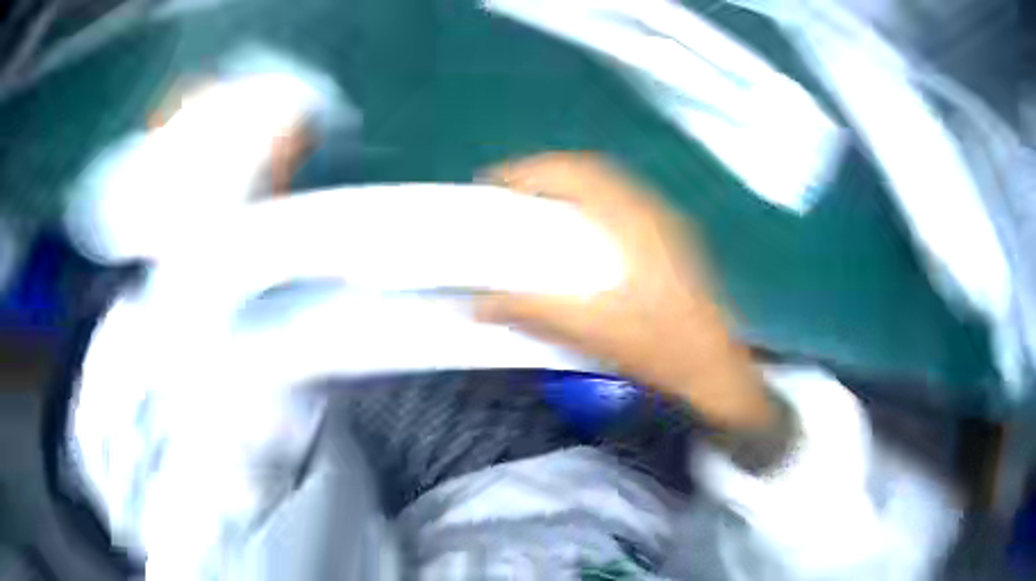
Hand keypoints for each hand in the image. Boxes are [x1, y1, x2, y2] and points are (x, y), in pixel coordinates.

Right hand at [476, 153, 772, 429]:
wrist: (712, 367)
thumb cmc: (658, 347)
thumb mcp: (589, 330)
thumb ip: (532, 312)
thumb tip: (480, 306)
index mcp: (632, 221)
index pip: (574, 172)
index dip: (529, 170)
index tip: (494, 183)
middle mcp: (650, 209)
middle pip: (590, 168)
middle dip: (546, 172)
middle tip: (511, 193)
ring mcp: (665, 221)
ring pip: (608, 182)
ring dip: (569, 185)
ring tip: (537, 205)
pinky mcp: (671, 237)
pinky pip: (621, 201)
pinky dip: (590, 201)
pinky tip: (580, 229)